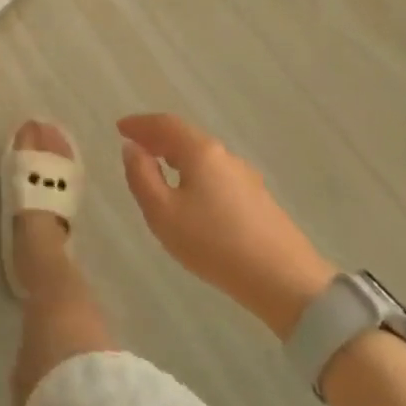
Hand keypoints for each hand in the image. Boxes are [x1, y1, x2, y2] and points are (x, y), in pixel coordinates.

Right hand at [119, 113, 338, 338]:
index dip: (140, 123)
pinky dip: (193, 171)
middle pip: (185, 136)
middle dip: (157, 137)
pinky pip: (215, 173)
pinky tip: (190, 193)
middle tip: (134, 145)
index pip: (165, 124)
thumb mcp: (162, 212)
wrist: (286, 282)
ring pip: (202, 156)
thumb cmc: (214, 243)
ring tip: (157, 167)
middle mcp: (224, 156)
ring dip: (176, 155)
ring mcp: (245, 177)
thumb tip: (132, 149)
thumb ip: (141, 176)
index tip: (119, 127)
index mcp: (200, 152)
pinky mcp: (257, 199)